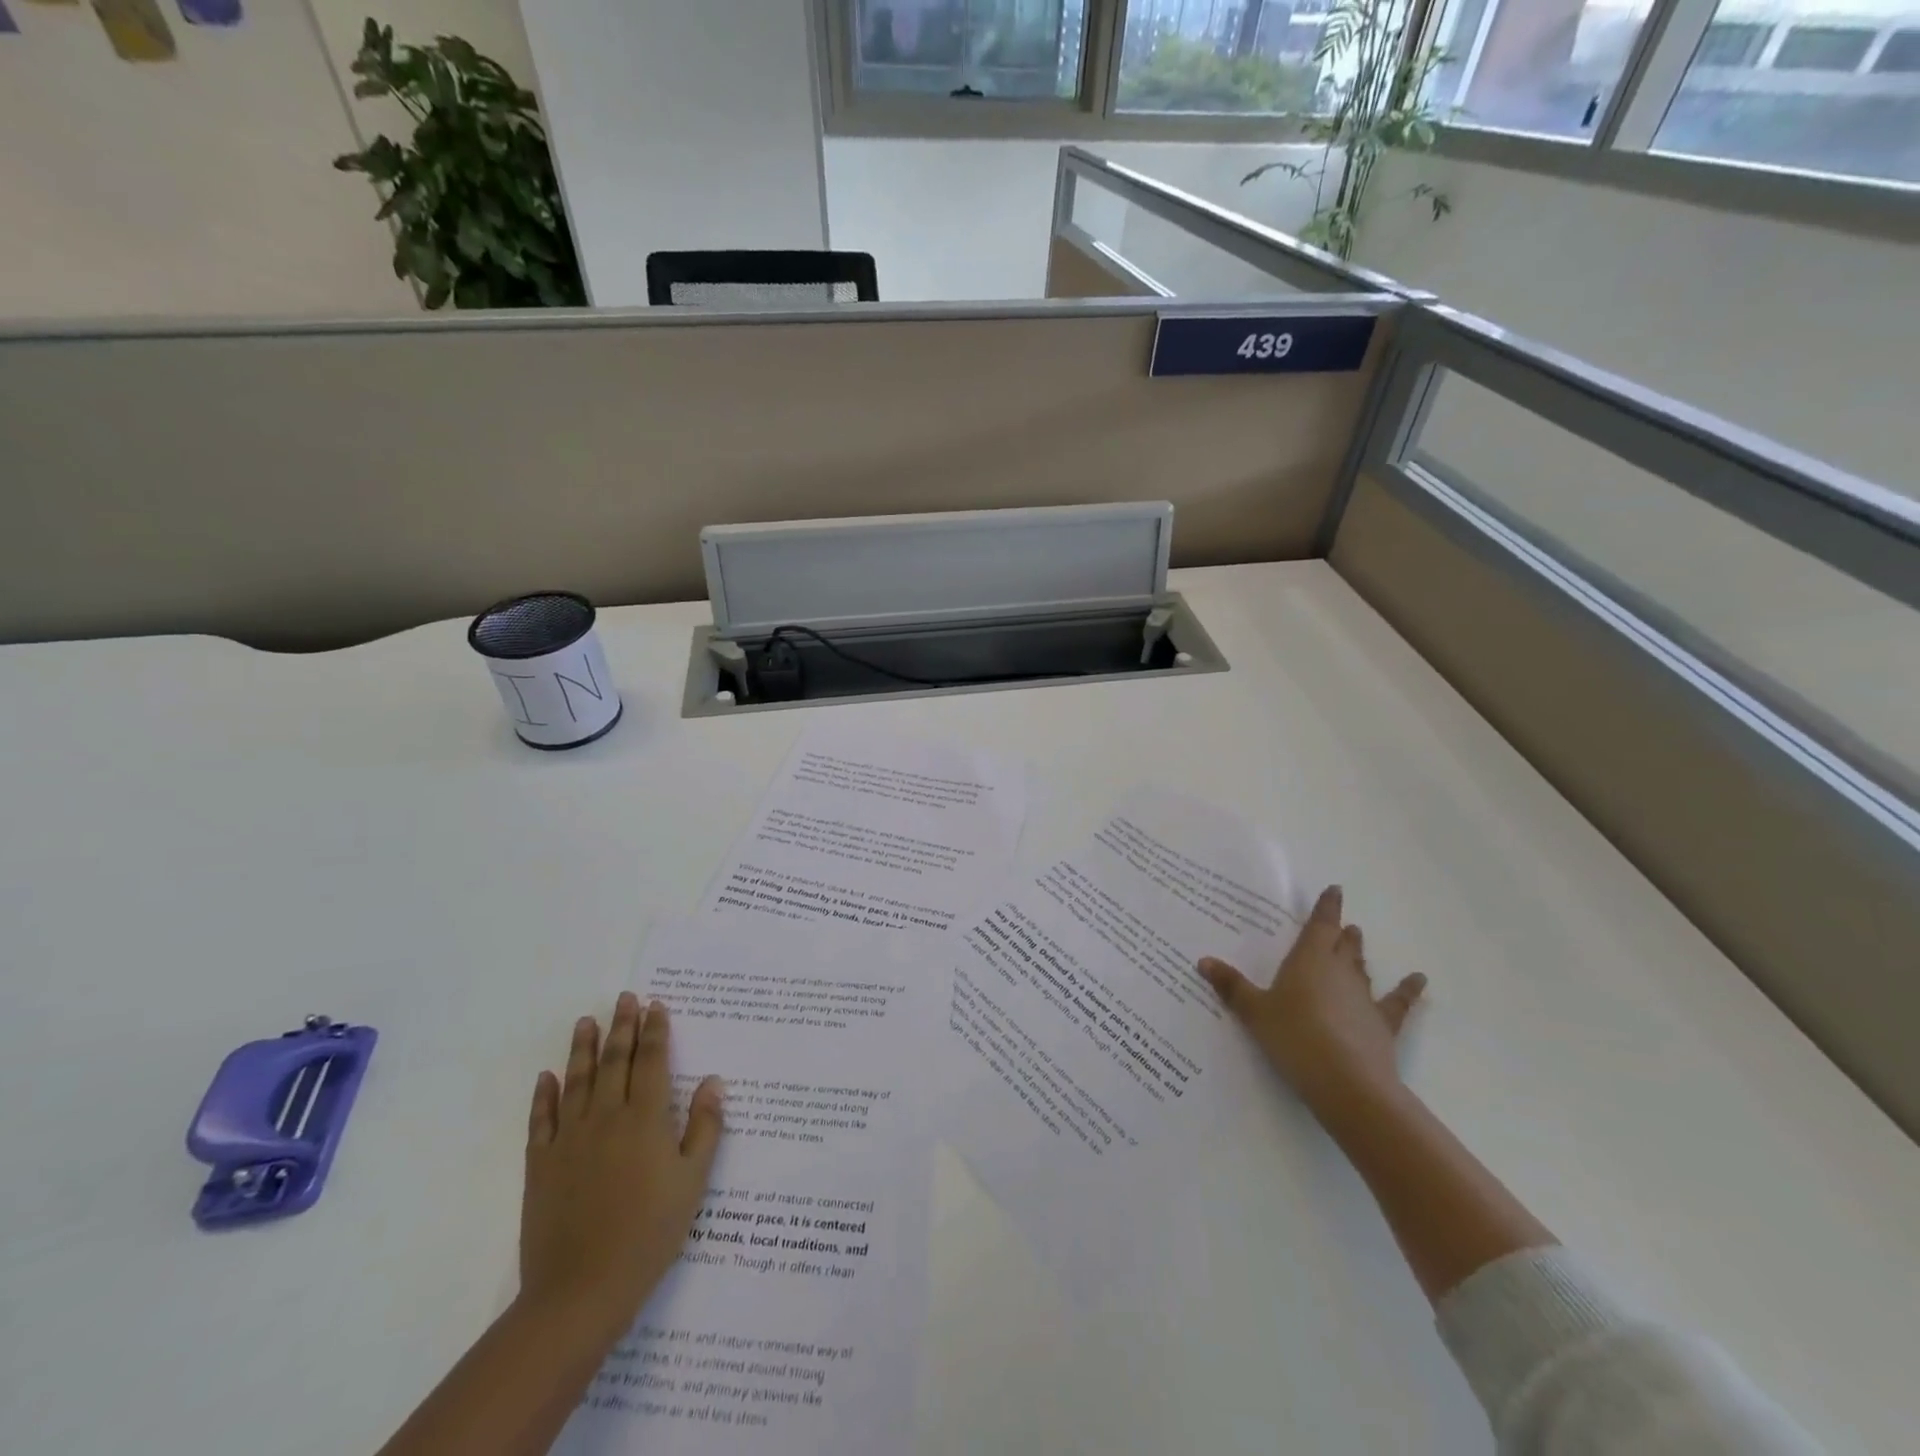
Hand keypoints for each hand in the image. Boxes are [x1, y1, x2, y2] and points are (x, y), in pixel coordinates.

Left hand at [518, 993, 724, 1345]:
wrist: (581, 1290)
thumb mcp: (693, 1182)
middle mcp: (606, 1117)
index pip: (651, 1061)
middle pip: (615, 1061)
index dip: (655, 1031)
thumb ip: (705, 1127)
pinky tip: (547, 1077)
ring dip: (583, 1048)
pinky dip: (544, 1095)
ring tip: (586, 1021)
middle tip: (625, 998)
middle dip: (622, 1026)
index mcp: (645, 1119)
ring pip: (577, 1080)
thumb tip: (713, 1082)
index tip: (656, 1005)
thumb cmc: (650, 1233)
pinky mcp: (540, 1164)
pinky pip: (541, 1119)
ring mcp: (569, 1139)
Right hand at [1199, 885, 1425, 1117]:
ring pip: (1362, 968)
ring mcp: (1364, 998)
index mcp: (1308, 961)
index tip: (1335, 890)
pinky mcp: (1383, 1025)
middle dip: (1340, 933)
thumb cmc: (1294, 1037)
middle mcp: (1339, 972)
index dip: (1326, 907)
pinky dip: (1408, 990)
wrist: (1346, 1083)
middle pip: (1342, 945)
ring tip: (1358, 940)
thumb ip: (1231, 986)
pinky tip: (1419, 979)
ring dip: (1359, 954)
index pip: (1319, 925)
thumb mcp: (1254, 1012)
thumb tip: (1202, 961)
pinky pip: (1397, 1003)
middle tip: (1342, 924)